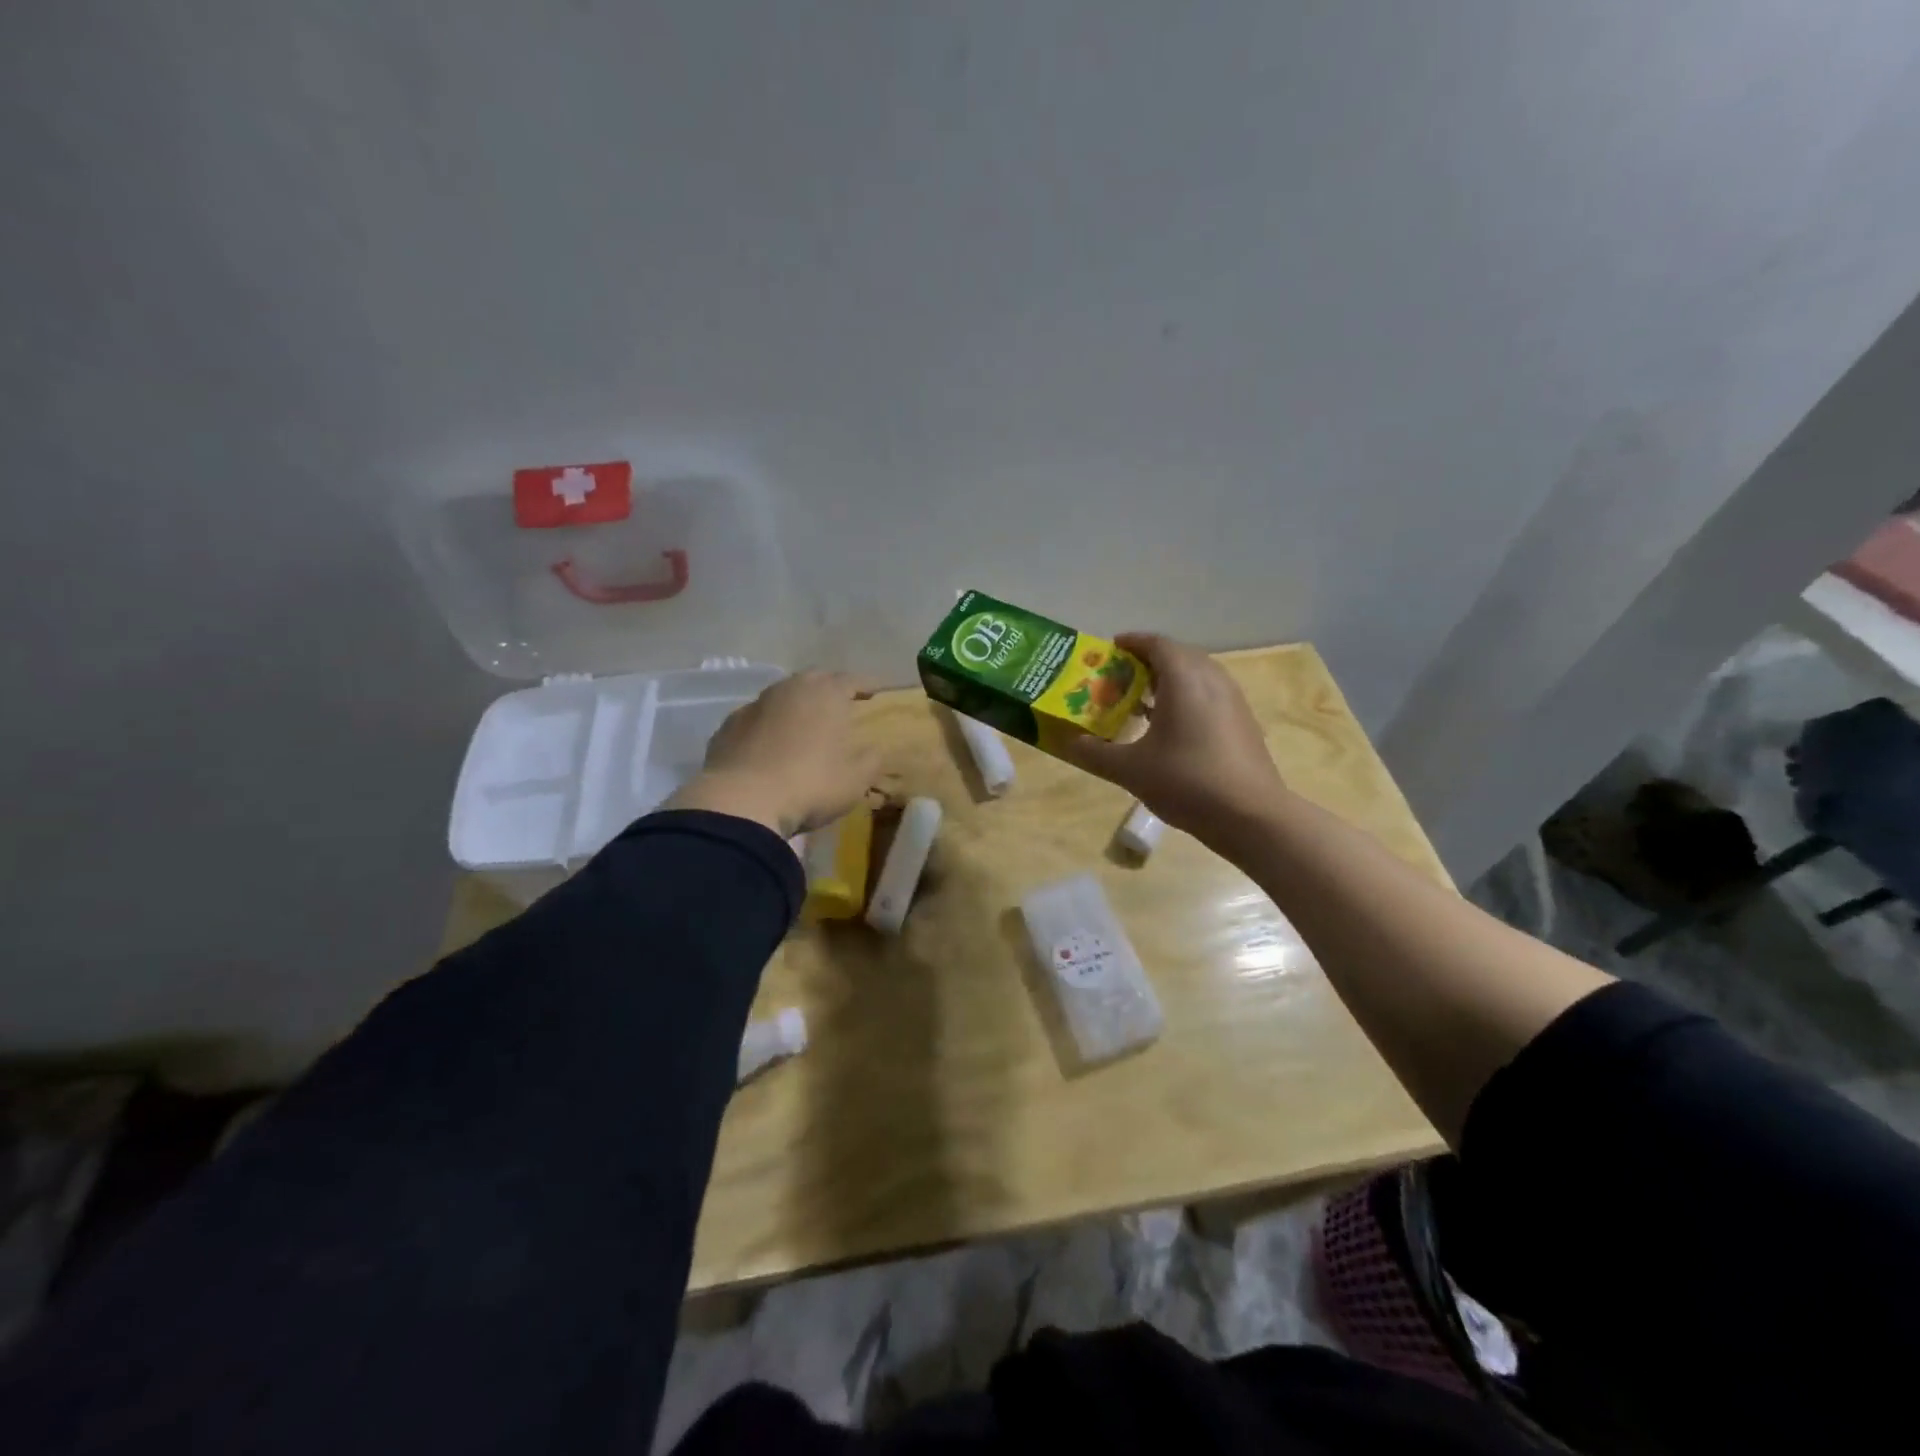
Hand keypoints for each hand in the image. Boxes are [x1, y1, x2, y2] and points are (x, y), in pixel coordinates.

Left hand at [667, 671, 881, 836]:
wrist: (742, 802)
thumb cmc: (811, 784)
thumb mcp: (856, 779)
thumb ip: (871, 759)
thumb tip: (873, 749)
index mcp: (827, 693)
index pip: (853, 680)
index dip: (868, 685)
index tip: (878, 692)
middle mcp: (790, 688)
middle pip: (815, 680)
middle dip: (831, 689)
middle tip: (842, 705)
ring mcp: (755, 704)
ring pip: (783, 696)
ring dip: (797, 705)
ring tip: (806, 723)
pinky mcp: (728, 726)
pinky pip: (758, 718)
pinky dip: (769, 725)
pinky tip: (771, 744)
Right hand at [1062, 633, 1288, 846]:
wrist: (1251, 815)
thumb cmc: (1186, 781)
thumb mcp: (1130, 770)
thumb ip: (1095, 753)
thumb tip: (1071, 743)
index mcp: (1184, 679)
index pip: (1156, 644)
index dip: (1132, 642)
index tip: (1110, 649)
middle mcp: (1212, 679)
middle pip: (1178, 655)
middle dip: (1148, 661)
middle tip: (1121, 678)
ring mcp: (1233, 700)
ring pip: (1197, 675)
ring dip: (1170, 680)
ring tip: (1143, 702)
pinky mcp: (1244, 722)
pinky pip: (1210, 695)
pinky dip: (1188, 698)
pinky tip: (1173, 728)